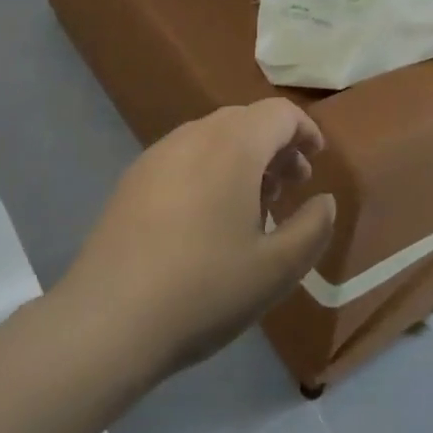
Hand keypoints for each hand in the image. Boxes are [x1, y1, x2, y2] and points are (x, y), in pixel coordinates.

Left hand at [57, 99, 337, 385]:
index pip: (279, 113)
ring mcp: (158, 154)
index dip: (305, 131)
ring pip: (213, 137)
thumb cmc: (204, 289)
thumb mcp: (276, 269)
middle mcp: (194, 135)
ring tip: (251, 208)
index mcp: (234, 145)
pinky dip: (209, 169)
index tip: (317, 162)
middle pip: (246, 121)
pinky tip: (206, 220)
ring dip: (242, 158)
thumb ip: (313, 228)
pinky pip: (184, 157)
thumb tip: (324, 201)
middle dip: (275, 147)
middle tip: (289, 188)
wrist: (108, 319)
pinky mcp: (133, 179)